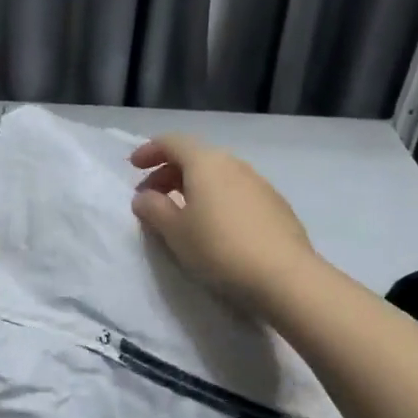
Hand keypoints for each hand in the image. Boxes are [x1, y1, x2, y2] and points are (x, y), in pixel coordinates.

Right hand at [130, 134, 317, 312]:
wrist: (284, 275)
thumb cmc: (218, 248)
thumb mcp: (174, 231)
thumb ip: (153, 209)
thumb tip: (144, 196)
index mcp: (205, 163)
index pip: (173, 142)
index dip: (150, 151)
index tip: (134, 167)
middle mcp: (234, 164)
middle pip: (196, 158)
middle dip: (169, 173)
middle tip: (151, 197)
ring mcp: (259, 183)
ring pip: (218, 176)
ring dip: (194, 188)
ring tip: (182, 214)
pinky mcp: (276, 206)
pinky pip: (237, 193)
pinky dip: (217, 200)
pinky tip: (215, 227)